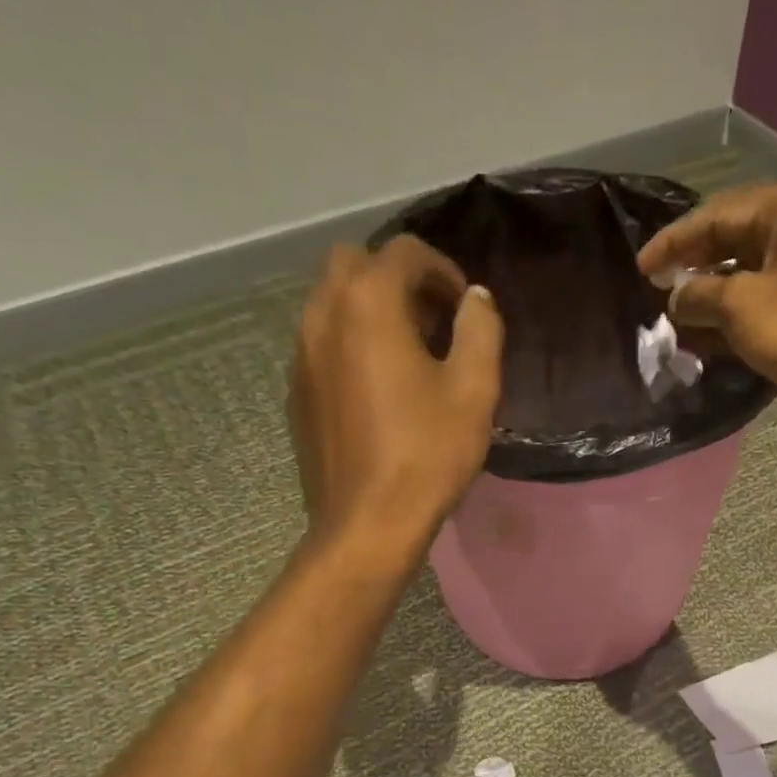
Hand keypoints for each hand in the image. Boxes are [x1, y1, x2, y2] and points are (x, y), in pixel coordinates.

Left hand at [288, 237, 502, 546]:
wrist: (367, 524)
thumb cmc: (427, 454)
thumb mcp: (474, 389)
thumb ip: (480, 329)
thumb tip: (476, 299)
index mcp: (367, 303)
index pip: (405, 252)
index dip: (443, 271)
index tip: (466, 311)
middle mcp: (322, 314)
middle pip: (355, 264)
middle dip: (398, 280)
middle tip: (433, 323)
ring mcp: (301, 354)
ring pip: (332, 302)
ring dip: (372, 310)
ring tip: (410, 356)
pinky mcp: (296, 391)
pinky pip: (322, 343)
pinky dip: (351, 344)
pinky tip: (380, 389)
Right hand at [637, 180, 776, 440]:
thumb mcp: (742, 307)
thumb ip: (699, 295)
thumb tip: (675, 296)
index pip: (717, 214)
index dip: (674, 242)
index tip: (641, 269)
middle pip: (734, 241)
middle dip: (694, 270)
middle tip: (657, 295)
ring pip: (750, 275)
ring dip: (713, 299)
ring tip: (677, 323)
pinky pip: (768, 302)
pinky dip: (737, 318)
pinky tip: (709, 341)